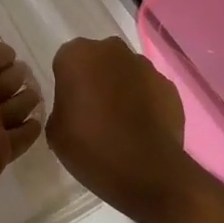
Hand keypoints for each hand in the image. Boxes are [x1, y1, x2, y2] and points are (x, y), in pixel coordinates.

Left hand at [0, 0, 44, 222]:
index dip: (1, 55)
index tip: (8, 59)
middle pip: (4, 81)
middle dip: (17, 80)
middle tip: (20, 86)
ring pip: (14, 109)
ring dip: (25, 105)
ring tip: (31, 106)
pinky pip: (20, 139)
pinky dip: (29, 131)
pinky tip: (40, 126)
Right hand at [47, 36, 193, 222]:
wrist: (146, 171)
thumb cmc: (91, 147)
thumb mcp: (55, 131)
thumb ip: (61, 108)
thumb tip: (73, 108)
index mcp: (77, 55)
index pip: (65, 61)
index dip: (67, 83)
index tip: (69, 106)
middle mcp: (111, 51)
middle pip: (97, 60)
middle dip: (95, 78)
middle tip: (92, 111)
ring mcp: (144, 66)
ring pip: (125, 72)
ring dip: (121, 88)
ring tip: (120, 122)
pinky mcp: (168, 86)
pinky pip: (149, 89)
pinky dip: (144, 102)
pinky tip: (142, 128)